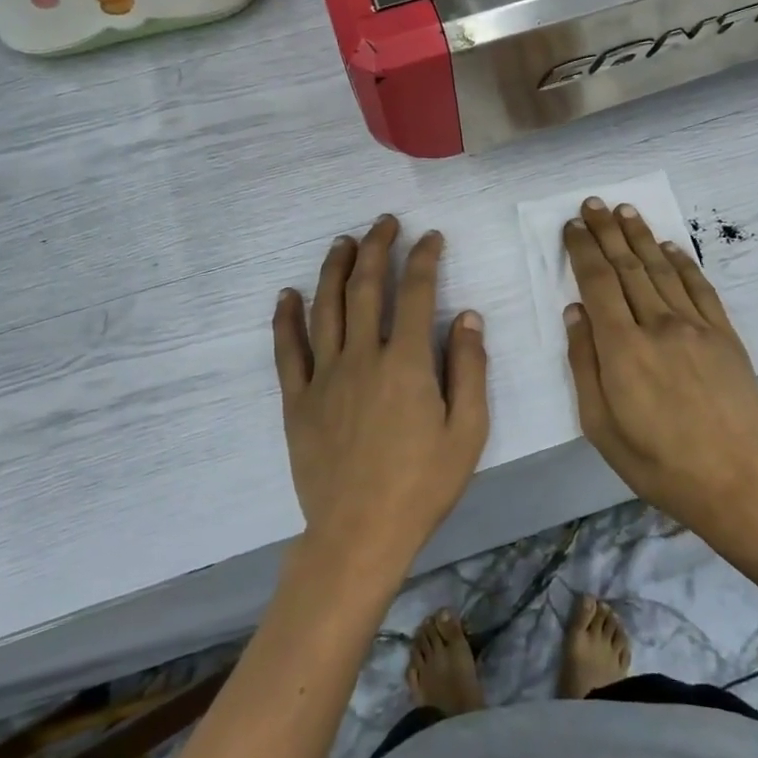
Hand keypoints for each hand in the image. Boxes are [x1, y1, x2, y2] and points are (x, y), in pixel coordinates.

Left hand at [273, 215, 489, 573]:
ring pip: (325, 308)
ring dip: (334, 269)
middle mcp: (362, 357)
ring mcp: (324, 376)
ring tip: (343, 241)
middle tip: (384, 223)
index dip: (425, 259)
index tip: (431, 238)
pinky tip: (288, 294)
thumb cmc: (422, 484)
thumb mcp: (467, 431)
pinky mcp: (297, 400)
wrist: (358, 533)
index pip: (416, 293)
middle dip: (377, 248)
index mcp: (406, 363)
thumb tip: (467, 316)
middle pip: (365, 288)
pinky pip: (287, 350)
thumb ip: (470, 369)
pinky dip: (286, 318)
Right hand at [563, 198, 757, 536]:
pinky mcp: (724, 334)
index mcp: (621, 349)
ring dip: (640, 237)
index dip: (582, 250)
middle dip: (607, 232)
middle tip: (592, 203)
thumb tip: (574, 312)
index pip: (597, 283)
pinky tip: (668, 246)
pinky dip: (682, 262)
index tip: (571, 227)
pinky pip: (700, 287)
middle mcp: (657, 325)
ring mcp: (696, 327)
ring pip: (661, 269)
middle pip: (627, 267)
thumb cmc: (657, 462)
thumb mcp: (600, 425)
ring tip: (624, 211)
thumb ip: (583, 364)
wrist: (735, 480)